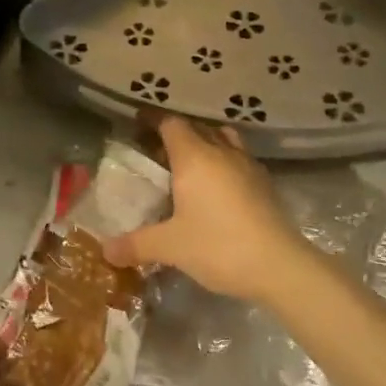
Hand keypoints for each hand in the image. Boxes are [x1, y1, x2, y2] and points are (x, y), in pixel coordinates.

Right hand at [103, 115, 314, 303]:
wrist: (280, 265)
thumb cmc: (218, 246)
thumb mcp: (170, 247)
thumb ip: (136, 245)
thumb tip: (105, 251)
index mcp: (194, 157)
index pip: (171, 124)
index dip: (153, 120)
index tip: (137, 125)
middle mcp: (222, 152)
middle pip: (197, 128)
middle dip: (175, 134)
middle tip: (155, 151)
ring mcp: (248, 166)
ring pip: (223, 140)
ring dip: (205, 144)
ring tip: (188, 164)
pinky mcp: (265, 184)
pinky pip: (238, 159)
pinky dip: (223, 163)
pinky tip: (216, 187)